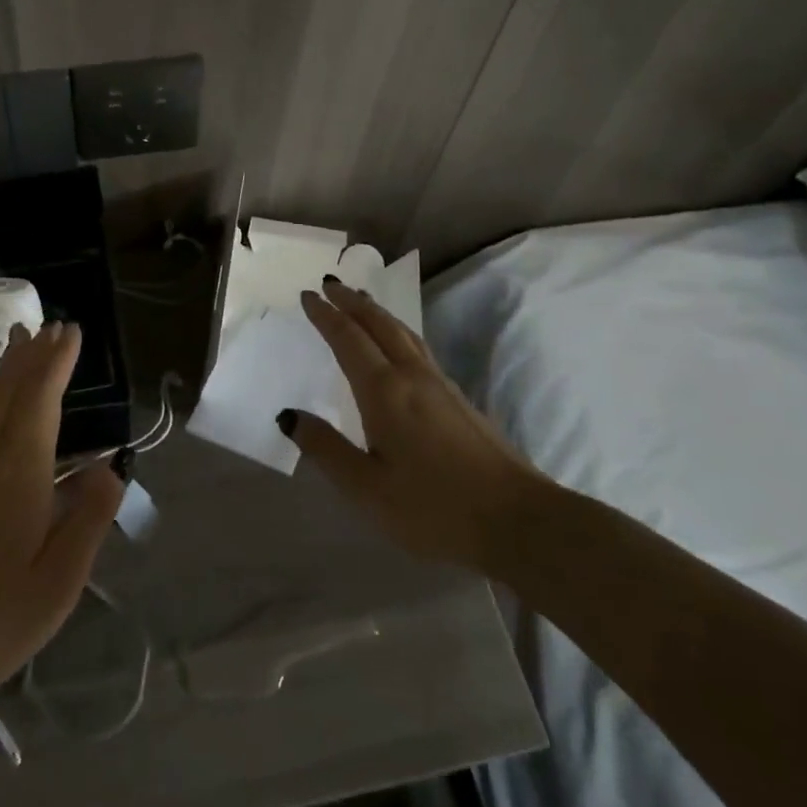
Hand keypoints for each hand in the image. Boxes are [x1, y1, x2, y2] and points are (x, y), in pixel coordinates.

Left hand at [0, 323, 122, 693]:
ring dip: (8, 370)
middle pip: (8, 390)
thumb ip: (88, 519)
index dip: (56, 362)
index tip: (71, 332)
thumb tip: (110, 467)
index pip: (41, 398)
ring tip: (21, 346)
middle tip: (47, 325)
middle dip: (30, 355)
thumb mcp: (58, 580)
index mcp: (19, 468)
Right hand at [282, 282, 547, 575]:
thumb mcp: (366, 488)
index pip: (348, 339)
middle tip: (330, 284)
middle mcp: (412, 376)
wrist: (519, 522)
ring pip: (404, 333)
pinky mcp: (460, 400)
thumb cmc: (433, 509)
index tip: (308, 295)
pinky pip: (419, 348)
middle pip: (379, 325)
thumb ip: (325, 448)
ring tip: (362, 301)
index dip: (325, 315)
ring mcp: (441, 385)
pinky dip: (399, 332)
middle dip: (352, 302)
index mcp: (384, 392)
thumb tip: (287, 415)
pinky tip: (400, 345)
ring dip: (378, 312)